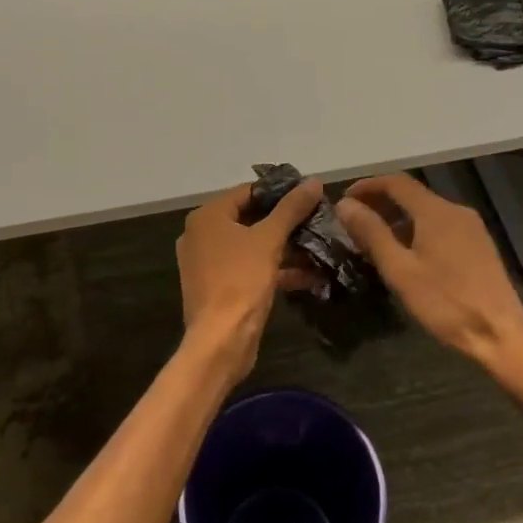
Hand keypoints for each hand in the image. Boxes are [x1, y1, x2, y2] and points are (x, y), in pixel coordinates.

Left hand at [176, 179, 323, 379]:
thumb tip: (314, 181)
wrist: (220, 342)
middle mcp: (203, 235)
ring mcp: (210, 263)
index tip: (309, 194)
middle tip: (317, 218)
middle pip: (251, 218)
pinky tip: (310, 274)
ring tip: (319, 244)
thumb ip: (291, 208)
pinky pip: (251, 268)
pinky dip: (276, 268)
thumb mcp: (270, 239)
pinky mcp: (221, 287)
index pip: (248, 191)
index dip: (280, 191)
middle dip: (286, 222)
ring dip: (286, 247)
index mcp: (207, 217)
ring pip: (253, 245)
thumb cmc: (241, 280)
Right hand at [336, 174, 522, 374]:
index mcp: (436, 211)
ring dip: (398, 218)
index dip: (367, 186)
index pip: (396, 182)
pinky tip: (406, 254)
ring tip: (374, 240)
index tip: (344, 200)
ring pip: (426, 211)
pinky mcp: (479, 245)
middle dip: (381, 203)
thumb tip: (345, 204)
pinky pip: (441, 226)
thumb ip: (372, 233)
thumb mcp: (400, 269)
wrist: (501, 335)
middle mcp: (455, 210)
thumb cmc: (446, 303)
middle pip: (412, 195)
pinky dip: (417, 230)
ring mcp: (471, 227)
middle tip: (354, 223)